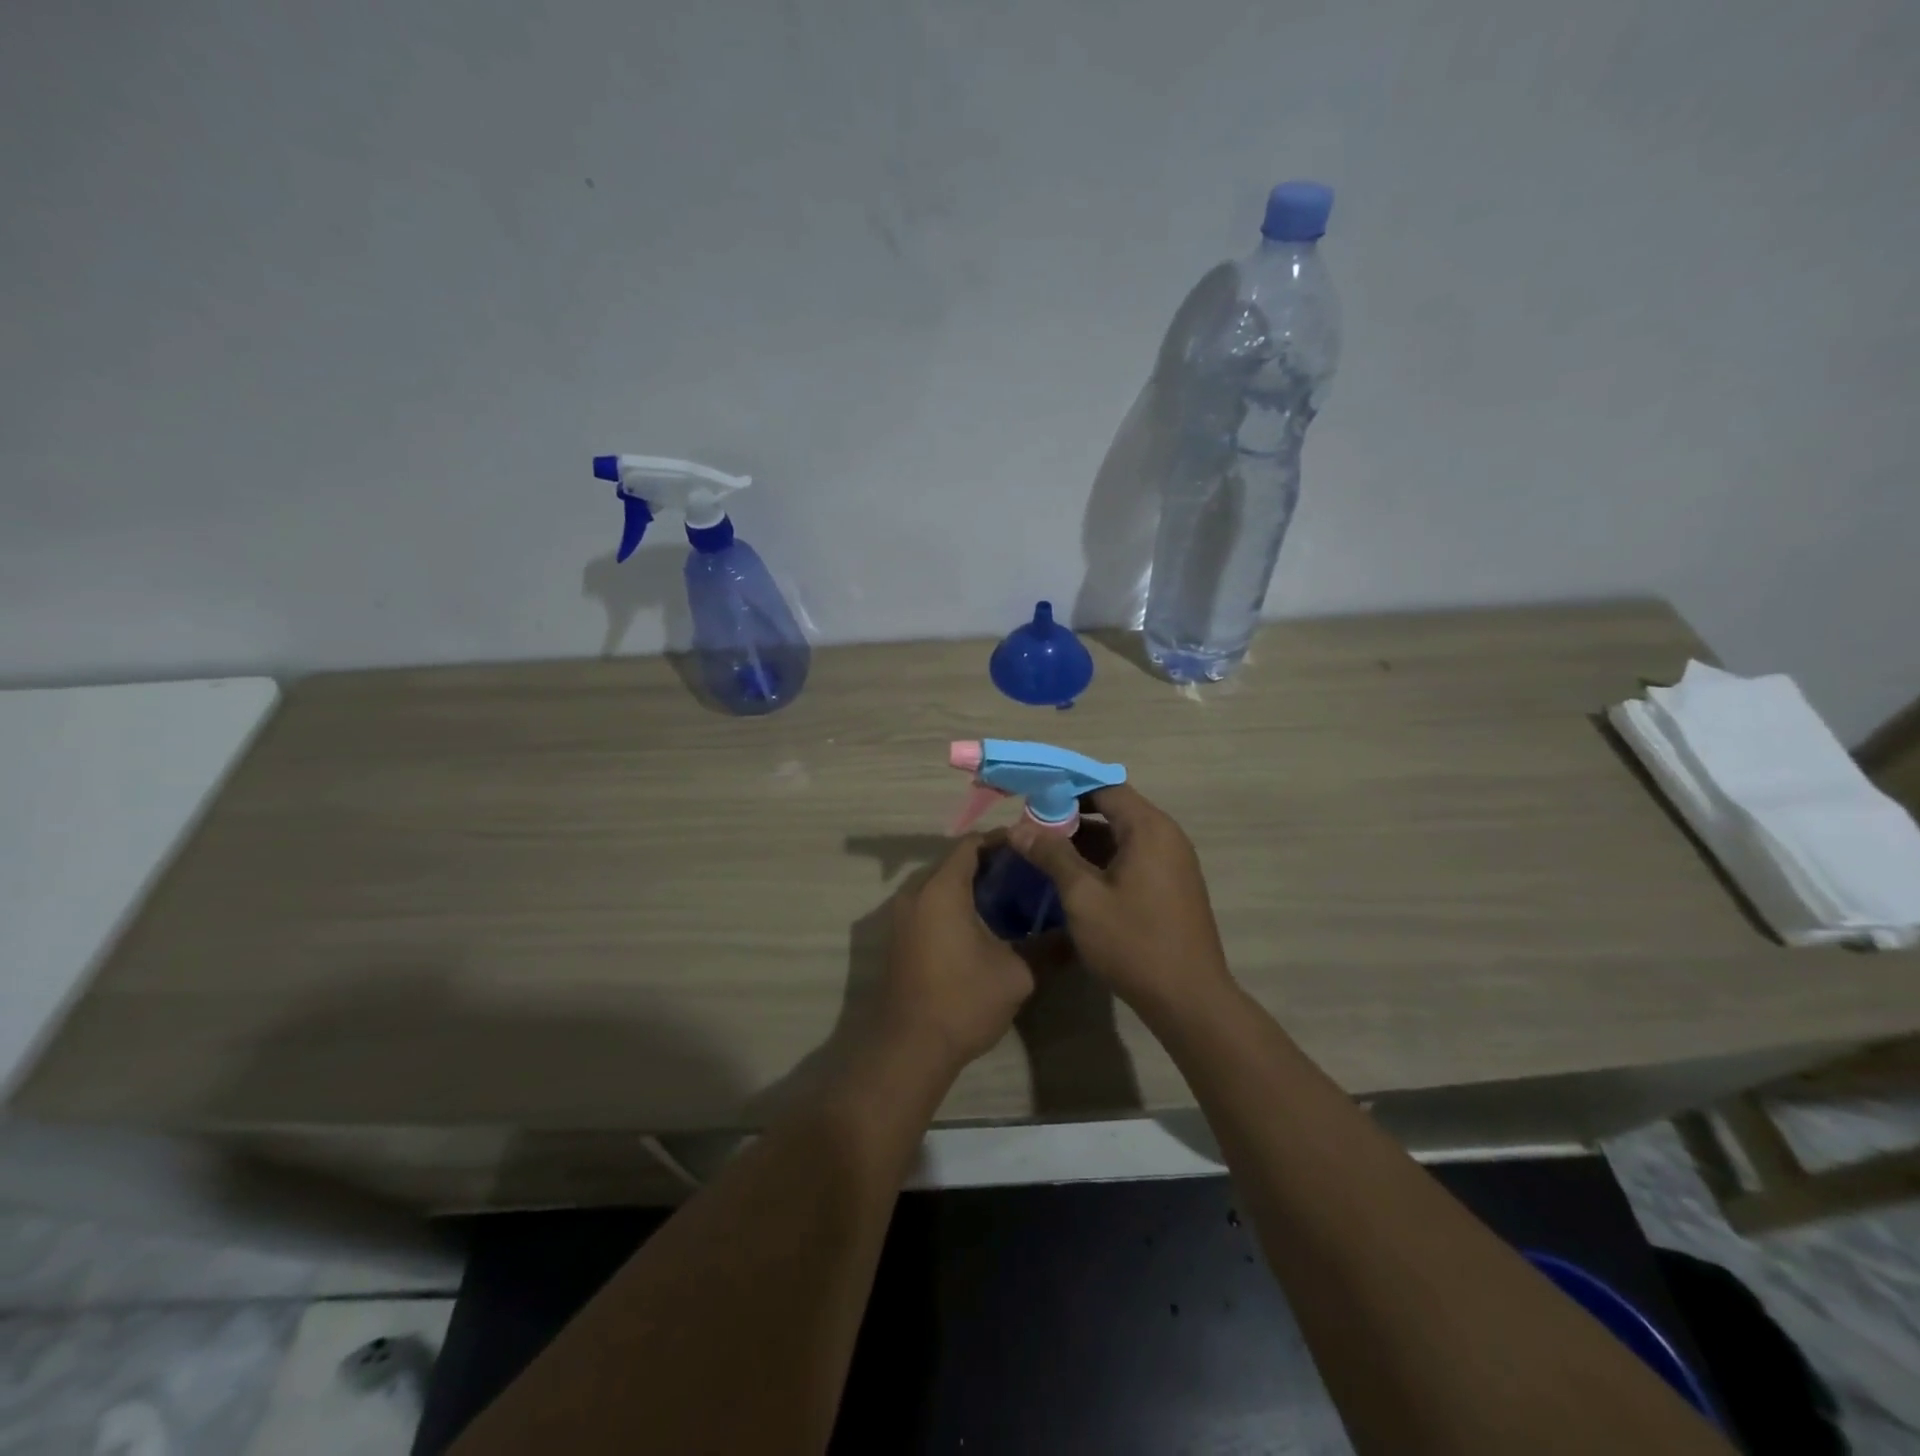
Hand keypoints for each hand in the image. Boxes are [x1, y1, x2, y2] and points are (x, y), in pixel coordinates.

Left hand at [874, 833, 1035, 1073]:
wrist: (910, 1048)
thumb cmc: (963, 1001)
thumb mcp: (1016, 974)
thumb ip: (1046, 947)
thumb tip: (1074, 934)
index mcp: (942, 889)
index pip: (972, 844)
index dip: (1002, 841)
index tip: (1032, 849)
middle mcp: (916, 893)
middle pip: (954, 861)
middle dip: (990, 863)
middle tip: (1027, 874)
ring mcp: (902, 915)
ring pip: (941, 884)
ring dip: (971, 885)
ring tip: (1011, 898)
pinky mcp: (899, 937)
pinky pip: (930, 904)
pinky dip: (955, 903)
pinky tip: (984, 924)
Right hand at [1009, 783, 1234, 1018]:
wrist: (1189, 999)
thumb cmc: (1134, 942)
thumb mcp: (1083, 897)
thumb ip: (1052, 856)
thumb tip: (1018, 828)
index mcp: (1149, 828)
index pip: (1104, 787)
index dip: (1066, 787)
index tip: (1031, 797)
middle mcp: (1166, 836)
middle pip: (1113, 809)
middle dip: (1071, 815)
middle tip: (1031, 828)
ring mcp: (1172, 862)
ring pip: (1121, 836)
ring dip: (1084, 840)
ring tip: (1044, 852)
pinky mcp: (1171, 886)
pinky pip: (1132, 857)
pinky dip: (1103, 859)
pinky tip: (1073, 877)